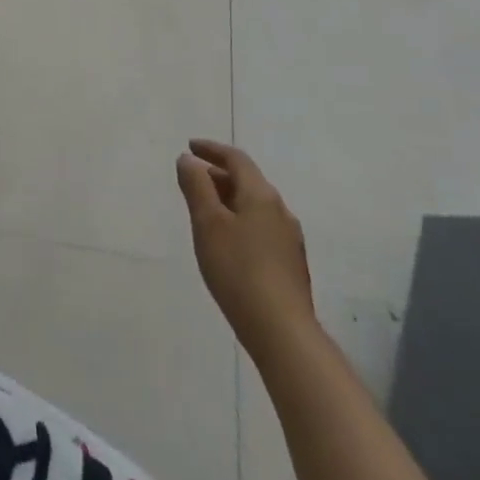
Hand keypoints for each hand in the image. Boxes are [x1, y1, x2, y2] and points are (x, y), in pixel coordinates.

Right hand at [176, 139, 314, 351]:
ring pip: (255, 206)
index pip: (236, 159)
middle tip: (192, 180)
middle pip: (247, 181)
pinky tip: (228, 242)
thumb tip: (189, 160)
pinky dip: (240, 220)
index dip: (211, 149)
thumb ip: (196, 186)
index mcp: (261, 195)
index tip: (190, 146)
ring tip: (206, 210)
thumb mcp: (207, 223)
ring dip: (229, 199)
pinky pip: (261, 227)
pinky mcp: (290, 264)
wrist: (282, 333)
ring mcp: (289, 239)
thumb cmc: (238, 270)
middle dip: (219, 175)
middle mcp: (280, 211)